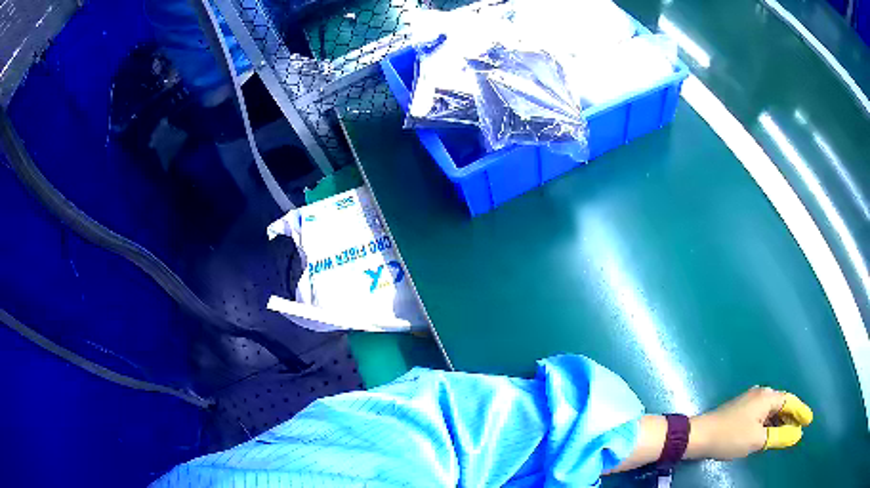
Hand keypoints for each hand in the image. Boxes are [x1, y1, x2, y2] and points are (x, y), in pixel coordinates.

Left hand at [687, 387, 813, 460]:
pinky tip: (771, 433)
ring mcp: (751, 400)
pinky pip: (763, 415)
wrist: (700, 435)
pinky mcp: (742, 409)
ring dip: (780, 422)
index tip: (809, 421)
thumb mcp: (758, 440)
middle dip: (792, 417)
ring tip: (788, 433)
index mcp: (768, 397)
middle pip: (782, 404)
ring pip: (772, 410)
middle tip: (799, 429)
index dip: (801, 412)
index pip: (791, 402)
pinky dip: (770, 424)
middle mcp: (762, 394)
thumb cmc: (731, 436)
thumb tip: (796, 435)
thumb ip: (779, 437)